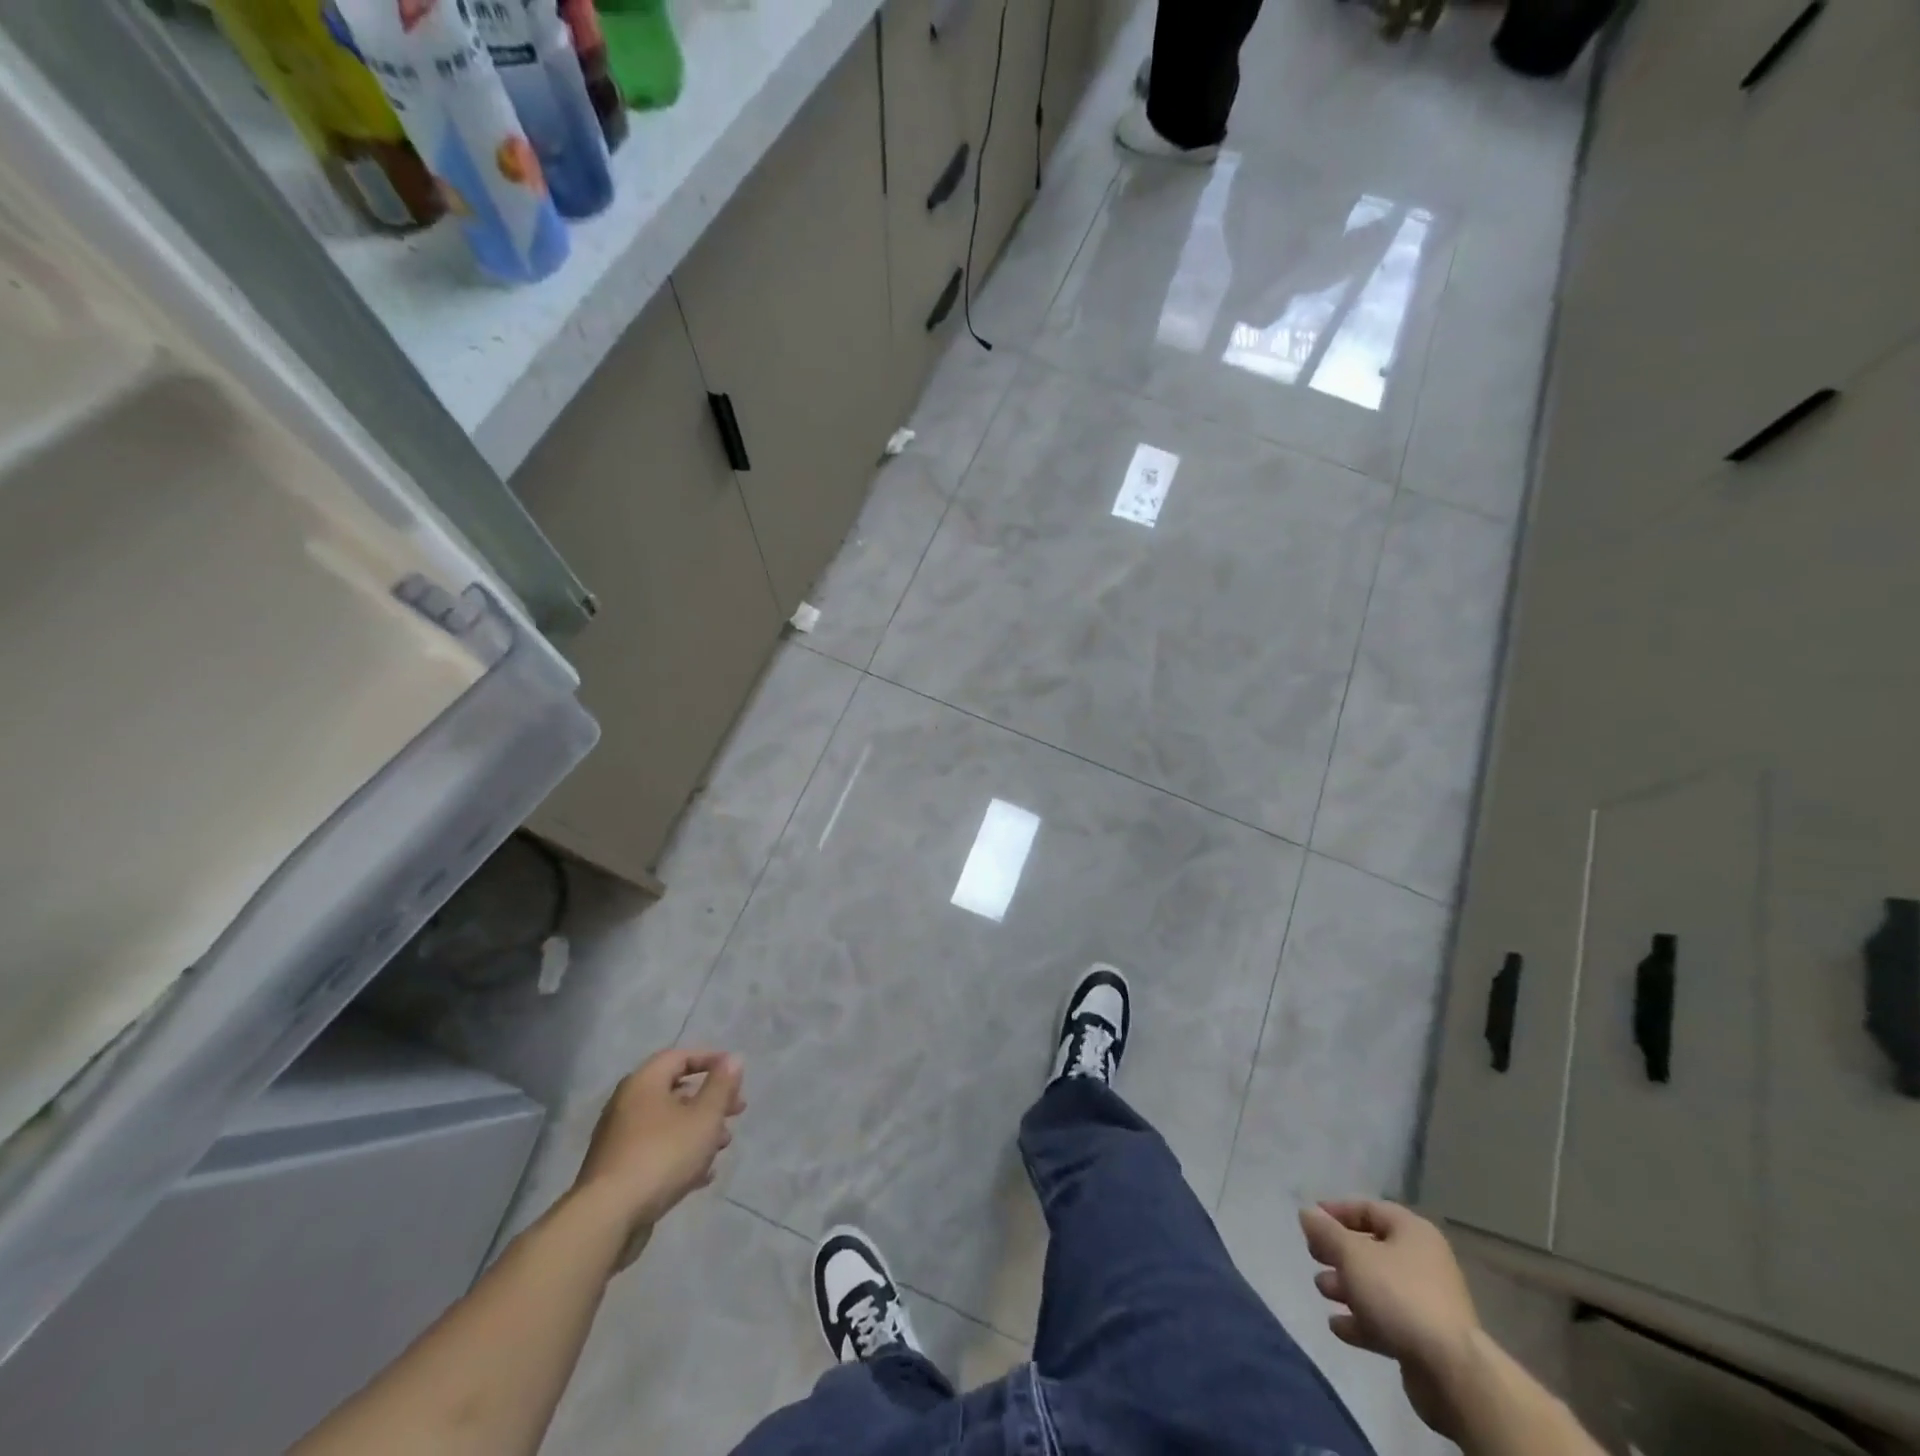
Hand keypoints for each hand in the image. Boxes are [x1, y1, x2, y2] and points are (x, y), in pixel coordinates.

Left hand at [572, 1049, 745, 1262]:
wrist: (607, 1218)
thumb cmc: (662, 1155)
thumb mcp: (704, 1117)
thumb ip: (721, 1086)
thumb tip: (734, 1058)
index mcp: (644, 1082)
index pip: (680, 1057)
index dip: (711, 1060)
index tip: (735, 1073)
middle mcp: (627, 1104)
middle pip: (675, 1091)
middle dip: (710, 1099)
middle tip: (737, 1110)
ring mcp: (619, 1139)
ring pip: (667, 1124)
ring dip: (699, 1129)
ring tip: (724, 1145)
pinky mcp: (617, 1171)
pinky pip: (656, 1151)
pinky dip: (680, 1154)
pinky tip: (702, 1174)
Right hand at [1300, 1199, 1480, 1439]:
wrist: (1451, 1372)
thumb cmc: (1398, 1295)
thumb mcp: (1352, 1255)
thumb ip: (1326, 1232)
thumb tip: (1307, 1212)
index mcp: (1413, 1233)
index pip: (1369, 1209)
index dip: (1337, 1211)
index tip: (1310, 1220)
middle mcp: (1423, 1262)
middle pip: (1372, 1249)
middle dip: (1339, 1253)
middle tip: (1313, 1256)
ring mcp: (1427, 1303)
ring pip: (1377, 1286)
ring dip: (1346, 1287)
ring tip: (1323, 1291)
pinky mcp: (1425, 1339)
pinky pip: (1386, 1320)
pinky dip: (1361, 1320)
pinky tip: (1338, 1326)